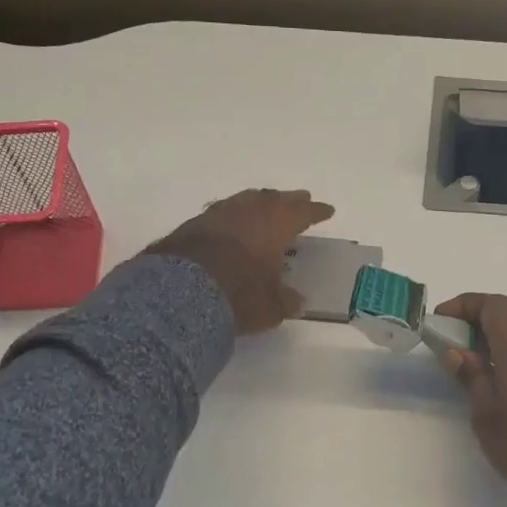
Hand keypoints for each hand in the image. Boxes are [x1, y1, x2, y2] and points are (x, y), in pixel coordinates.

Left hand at [148, 189, 334, 333]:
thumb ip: (286, 301)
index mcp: (275, 224)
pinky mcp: (193, 224)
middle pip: (274, 199)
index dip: (316, 212)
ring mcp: (218, 214)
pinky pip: (223, 212)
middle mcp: (249, 211)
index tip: (327, 210)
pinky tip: (232, 223)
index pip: (302, 213)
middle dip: (289, 200)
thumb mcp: (270, 307)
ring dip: (260, 202)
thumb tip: (297, 301)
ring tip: (266, 206)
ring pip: (246, 200)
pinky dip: (234, 216)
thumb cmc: (238, 295)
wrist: (179, 292)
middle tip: (300, 199)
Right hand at [436, 293, 506, 506]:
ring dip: (496, 347)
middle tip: (452, 349)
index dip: (464, 305)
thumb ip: (472, 378)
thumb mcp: (487, 414)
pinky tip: (501, 391)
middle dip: (477, 326)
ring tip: (473, 374)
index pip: (493, 305)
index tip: (441, 321)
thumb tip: (458, 353)